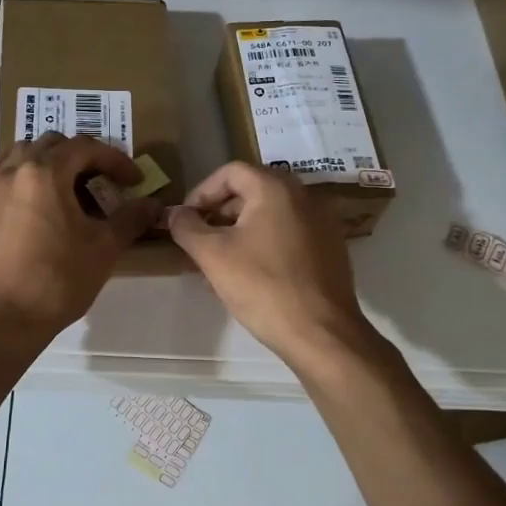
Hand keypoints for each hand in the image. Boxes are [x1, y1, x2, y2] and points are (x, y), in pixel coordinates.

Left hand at [0, 133, 159, 341]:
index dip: (115, 160)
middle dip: (83, 157)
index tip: (134, 181)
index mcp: (46, 172)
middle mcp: (14, 168)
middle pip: (53, 144)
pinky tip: (29, 190)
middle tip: (103, 182)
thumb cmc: (59, 279)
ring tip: (67, 184)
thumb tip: (153, 204)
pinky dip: (18, 170)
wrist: (6, 316)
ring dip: (49, 159)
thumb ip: (131, 218)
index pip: (86, 148)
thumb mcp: (104, 248)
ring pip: (22, 152)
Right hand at [167, 162, 373, 366]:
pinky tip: (250, 276)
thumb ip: (187, 227)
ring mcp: (322, 222)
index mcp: (276, 188)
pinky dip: (265, 244)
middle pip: (251, 191)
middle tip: (200, 242)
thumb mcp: (213, 255)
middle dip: (220, 214)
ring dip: (240, 232)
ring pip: (270, 215)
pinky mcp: (331, 248)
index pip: (230, 172)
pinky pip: (289, 234)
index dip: (202, 192)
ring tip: (219, 264)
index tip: (186, 220)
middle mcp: (304, 196)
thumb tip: (174, 213)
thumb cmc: (263, 287)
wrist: (321, 334)